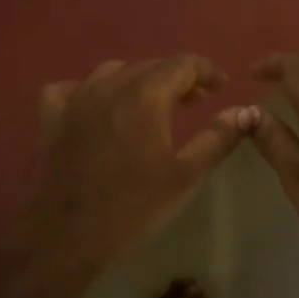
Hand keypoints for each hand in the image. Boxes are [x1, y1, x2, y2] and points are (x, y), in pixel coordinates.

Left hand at [11, 56, 256, 288]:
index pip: (183, 63)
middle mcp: (110, 85)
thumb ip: (218, 138)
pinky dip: (91, 91)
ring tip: (151, 104)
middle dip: (177, 78)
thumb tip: (246, 112)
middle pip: (150, 65)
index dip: (207, 71)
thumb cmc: (134, 206)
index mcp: (146, 95)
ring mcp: (76, 97)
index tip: (221, 88)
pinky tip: (98, 108)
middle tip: (194, 102)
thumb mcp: (186, 175)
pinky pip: (73, 88)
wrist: (69, 234)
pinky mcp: (52, 114)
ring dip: (138, 81)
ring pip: (113, 72)